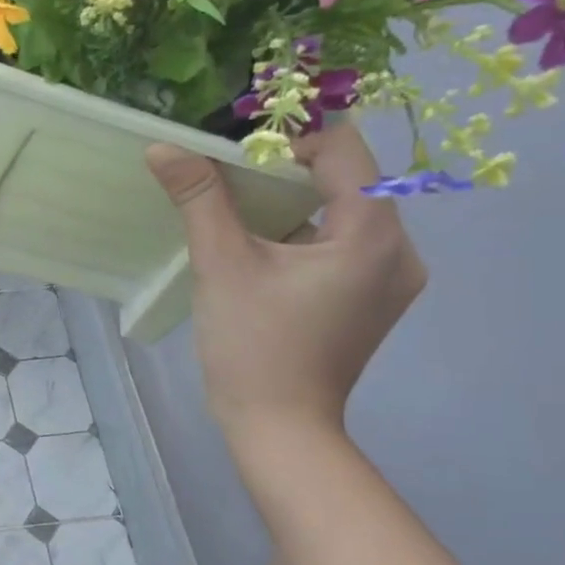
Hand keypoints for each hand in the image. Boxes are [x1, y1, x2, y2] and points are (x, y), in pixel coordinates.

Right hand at [146, 122, 425, 440]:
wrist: (279, 428)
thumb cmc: (252, 346)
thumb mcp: (221, 265)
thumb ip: (199, 198)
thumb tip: (163, 146)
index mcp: (373, 234)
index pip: (344, 148)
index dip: (291, 137)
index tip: (237, 153)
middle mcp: (401, 249)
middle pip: (349, 179)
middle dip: (289, 169)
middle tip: (231, 178)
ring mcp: (393, 279)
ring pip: (347, 212)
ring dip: (297, 203)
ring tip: (242, 214)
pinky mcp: (375, 301)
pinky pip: (346, 245)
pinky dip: (308, 234)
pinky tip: (266, 252)